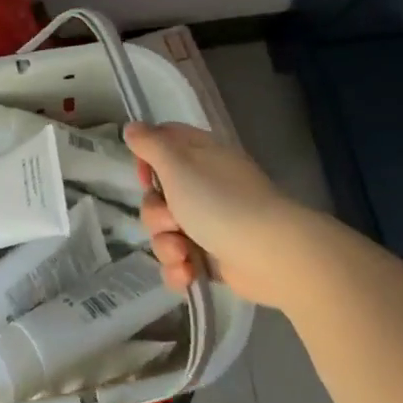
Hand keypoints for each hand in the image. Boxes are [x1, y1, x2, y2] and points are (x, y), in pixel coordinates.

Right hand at [127, 121, 315, 309]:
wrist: (271, 255)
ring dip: (166, 246)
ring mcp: (209, 222)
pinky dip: (179, 269)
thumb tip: (131, 127)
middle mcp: (203, 184)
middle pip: (157, 195)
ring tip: (184, 255)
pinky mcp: (213, 257)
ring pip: (165, 231)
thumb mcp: (177, 165)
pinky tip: (188, 275)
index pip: (162, 144)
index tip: (145, 177)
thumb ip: (150, 145)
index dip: (146, 160)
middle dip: (156, 215)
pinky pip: (179, 261)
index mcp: (198, 155)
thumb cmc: (219, 201)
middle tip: (172, 221)